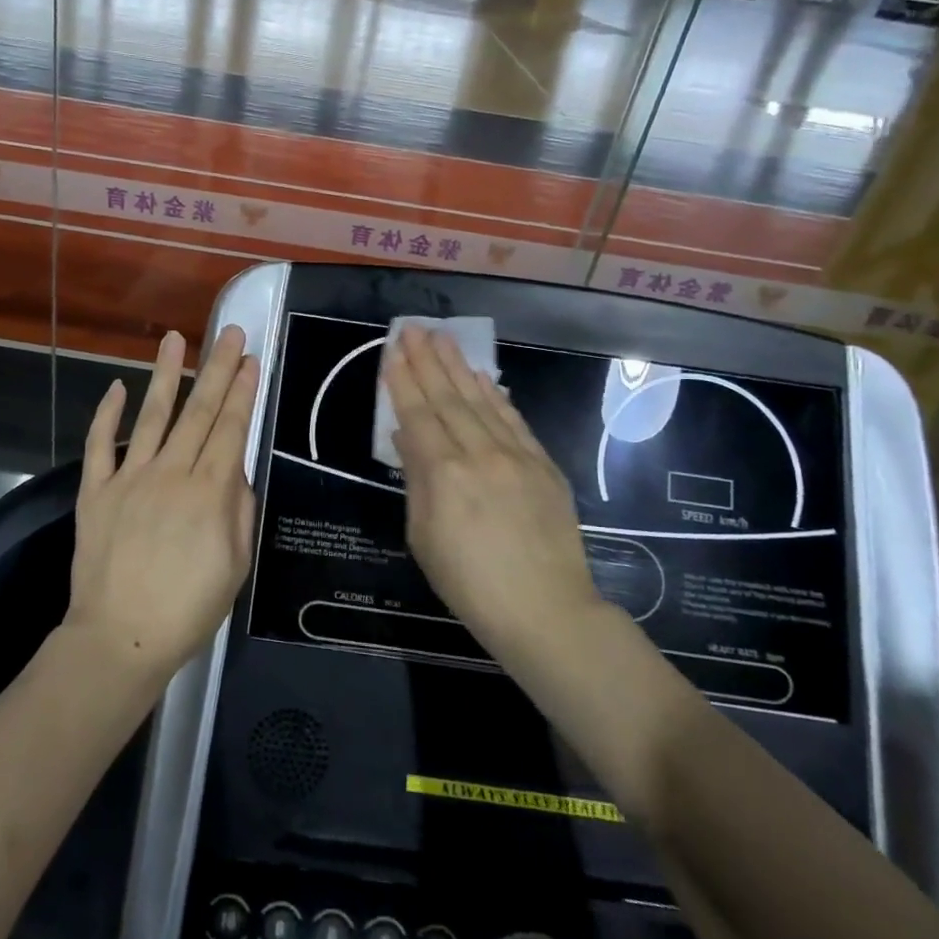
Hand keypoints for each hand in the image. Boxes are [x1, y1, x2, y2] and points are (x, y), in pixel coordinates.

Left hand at [67, 326, 260, 684]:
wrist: (120, 638)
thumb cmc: (188, 609)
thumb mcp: (236, 565)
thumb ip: (239, 511)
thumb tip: (236, 471)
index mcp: (209, 492)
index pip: (230, 428)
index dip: (242, 392)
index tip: (250, 360)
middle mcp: (171, 473)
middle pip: (199, 412)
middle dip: (217, 369)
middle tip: (230, 334)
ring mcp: (129, 478)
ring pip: (152, 416)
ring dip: (166, 375)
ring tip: (175, 340)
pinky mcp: (95, 491)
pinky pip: (100, 445)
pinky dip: (107, 415)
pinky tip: (116, 387)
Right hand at [383, 324, 599, 655]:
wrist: (545, 610)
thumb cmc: (469, 583)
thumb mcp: (424, 537)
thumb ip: (416, 480)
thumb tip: (408, 438)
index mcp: (443, 473)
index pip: (417, 414)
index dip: (402, 381)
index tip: (392, 351)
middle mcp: (479, 453)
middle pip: (448, 398)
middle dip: (427, 361)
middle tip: (413, 328)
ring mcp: (515, 456)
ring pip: (481, 401)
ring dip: (458, 367)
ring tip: (442, 338)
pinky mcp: (542, 465)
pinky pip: (514, 420)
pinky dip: (495, 395)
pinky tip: (482, 377)